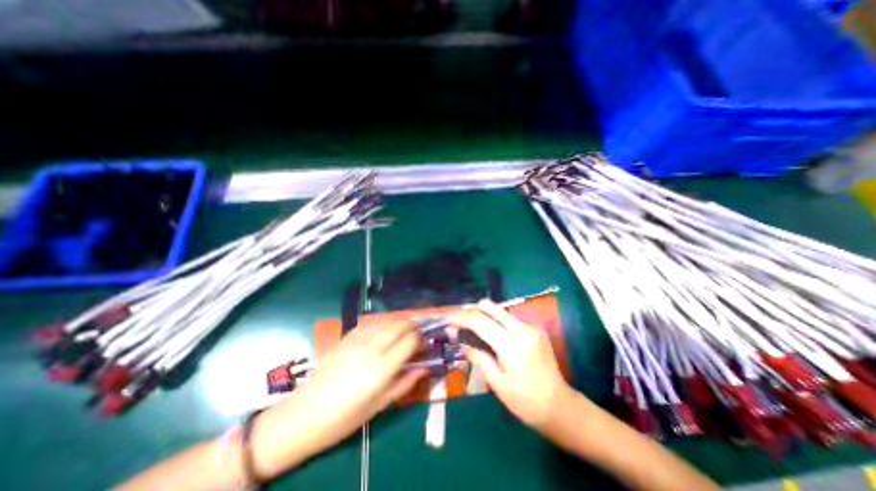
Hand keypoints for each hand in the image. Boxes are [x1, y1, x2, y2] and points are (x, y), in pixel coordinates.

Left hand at [251, 320, 427, 477]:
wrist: (306, 413)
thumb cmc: (346, 417)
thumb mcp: (381, 404)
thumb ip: (406, 382)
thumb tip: (425, 367)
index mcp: (383, 367)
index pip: (411, 340)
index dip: (421, 339)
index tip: (425, 345)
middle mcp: (372, 347)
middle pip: (400, 324)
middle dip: (413, 326)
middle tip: (418, 335)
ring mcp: (358, 339)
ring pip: (387, 320)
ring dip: (399, 322)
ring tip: (404, 331)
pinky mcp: (347, 337)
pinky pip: (371, 323)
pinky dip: (383, 324)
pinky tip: (383, 332)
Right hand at [451, 299, 576, 429]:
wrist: (561, 407)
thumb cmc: (526, 402)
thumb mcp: (497, 383)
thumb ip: (478, 357)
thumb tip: (461, 341)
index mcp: (512, 345)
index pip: (479, 321)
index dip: (459, 316)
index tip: (444, 316)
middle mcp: (522, 328)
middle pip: (489, 306)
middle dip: (469, 310)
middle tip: (456, 322)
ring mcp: (530, 325)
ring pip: (498, 309)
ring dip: (480, 315)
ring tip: (468, 329)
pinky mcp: (533, 328)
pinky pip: (507, 317)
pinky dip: (493, 321)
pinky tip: (487, 334)